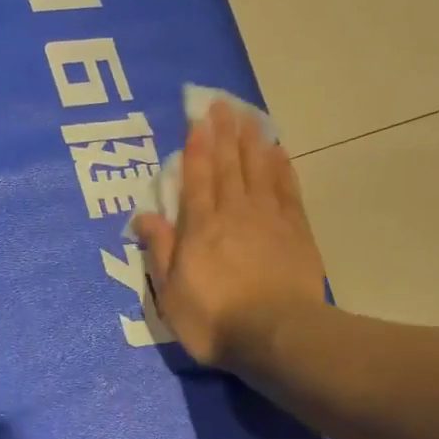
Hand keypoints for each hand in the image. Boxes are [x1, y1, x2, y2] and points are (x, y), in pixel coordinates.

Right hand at [133, 101, 327, 370]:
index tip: (197, 121)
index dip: (196, 148)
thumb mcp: (170, 293)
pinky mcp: (296, 231)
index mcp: (200, 228)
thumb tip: (143, 215)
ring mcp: (268, 219)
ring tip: (248, 115)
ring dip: (252, 141)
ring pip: (258, 170)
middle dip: (224, 133)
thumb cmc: (214, 320)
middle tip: (222, 104)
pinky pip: (286, 190)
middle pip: (229, 165)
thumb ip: (159, 251)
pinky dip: (281, 168)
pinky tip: (278, 152)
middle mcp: (234, 213)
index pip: (196, 179)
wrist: (276, 335)